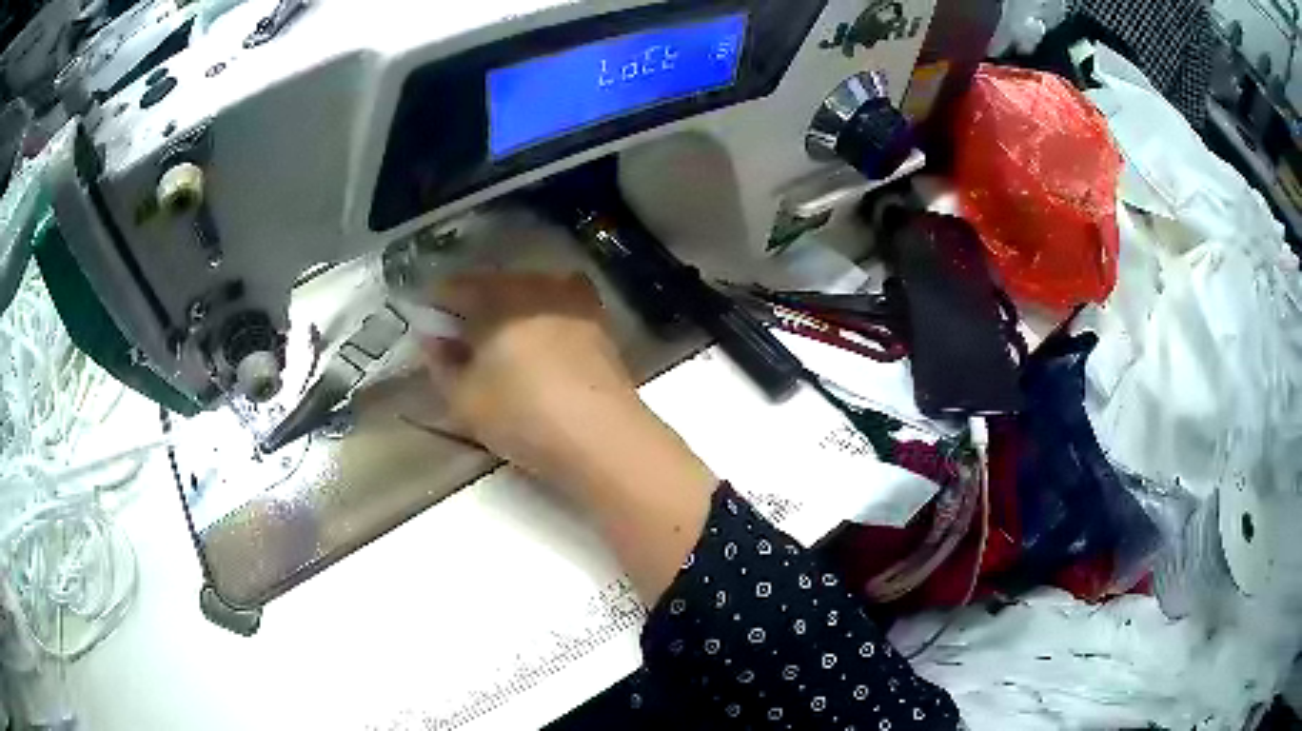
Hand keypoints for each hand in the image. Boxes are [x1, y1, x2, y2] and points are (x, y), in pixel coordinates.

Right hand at [423, 272, 642, 486]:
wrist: (602, 438)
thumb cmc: (522, 415)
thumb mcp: (463, 398)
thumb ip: (441, 363)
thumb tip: (435, 340)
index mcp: (498, 295)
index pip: (454, 287)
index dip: (436, 308)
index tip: (430, 334)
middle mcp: (537, 285)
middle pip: (494, 286)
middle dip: (474, 309)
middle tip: (462, 345)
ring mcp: (574, 301)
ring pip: (529, 295)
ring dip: (511, 313)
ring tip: (503, 351)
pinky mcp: (600, 324)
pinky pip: (559, 311)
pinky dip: (543, 323)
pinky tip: (542, 353)